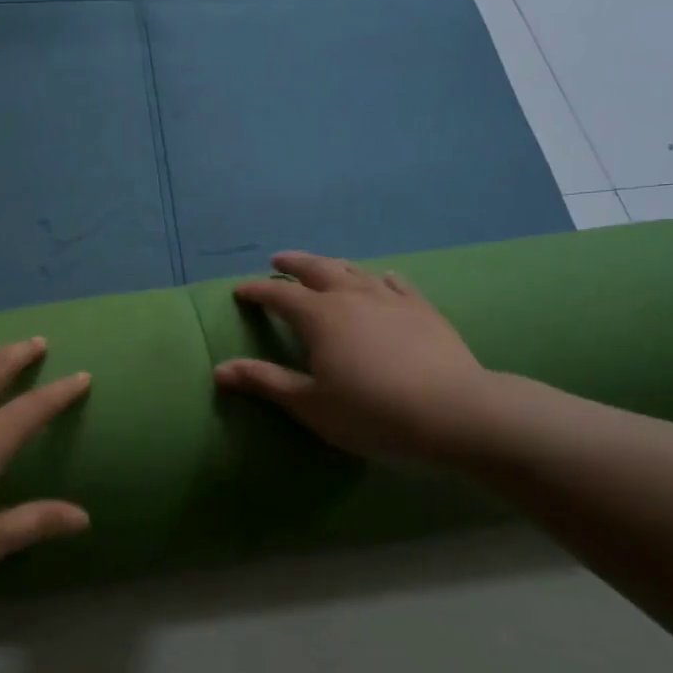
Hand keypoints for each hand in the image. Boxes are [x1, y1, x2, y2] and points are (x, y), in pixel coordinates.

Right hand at [213, 252, 497, 463]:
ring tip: (322, 266)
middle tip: (277, 260)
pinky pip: (396, 283)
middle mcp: (351, 296)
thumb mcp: (309, 404)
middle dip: (293, 264)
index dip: (256, 291)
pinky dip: (380, 278)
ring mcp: (390, 299)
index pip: (278, 295)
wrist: (453, 412)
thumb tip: (219, 370)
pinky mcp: (422, 309)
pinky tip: (382, 278)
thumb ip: (265, 381)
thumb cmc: (371, 412)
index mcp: (319, 316)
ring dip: (332, 265)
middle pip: (316, 269)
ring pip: (355, 271)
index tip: (240, 290)